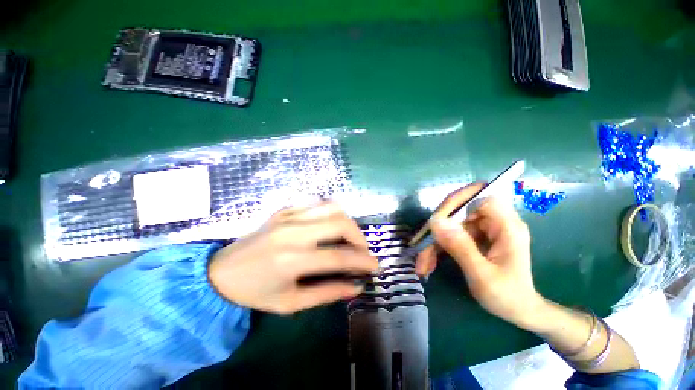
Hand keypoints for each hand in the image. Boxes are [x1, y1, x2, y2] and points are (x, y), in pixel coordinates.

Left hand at [208, 202, 377, 314]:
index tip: (376, 266)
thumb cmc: (254, 292)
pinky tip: (330, 225)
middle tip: (362, 250)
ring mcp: (288, 216)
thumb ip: (326, 294)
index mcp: (292, 260)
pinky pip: (316, 202)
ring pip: (331, 206)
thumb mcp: (290, 303)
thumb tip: (355, 287)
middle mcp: (293, 232)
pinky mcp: (284, 209)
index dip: (362, 261)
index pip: (339, 256)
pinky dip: (331, 212)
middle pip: (339, 223)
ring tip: (349, 237)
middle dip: (359, 236)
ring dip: (347, 221)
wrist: (220, 272)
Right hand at [415, 183, 544, 329]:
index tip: (437, 221)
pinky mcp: (475, 238)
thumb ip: (460, 246)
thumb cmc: (508, 297)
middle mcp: (495, 222)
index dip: (456, 202)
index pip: (479, 196)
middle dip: (438, 229)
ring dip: (434, 243)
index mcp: (506, 226)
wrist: (519, 312)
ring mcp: (484, 230)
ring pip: (450, 225)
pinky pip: (451, 235)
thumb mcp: (482, 275)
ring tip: (423, 264)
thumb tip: (436, 221)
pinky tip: (429, 264)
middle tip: (423, 247)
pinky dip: (438, 248)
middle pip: (459, 211)